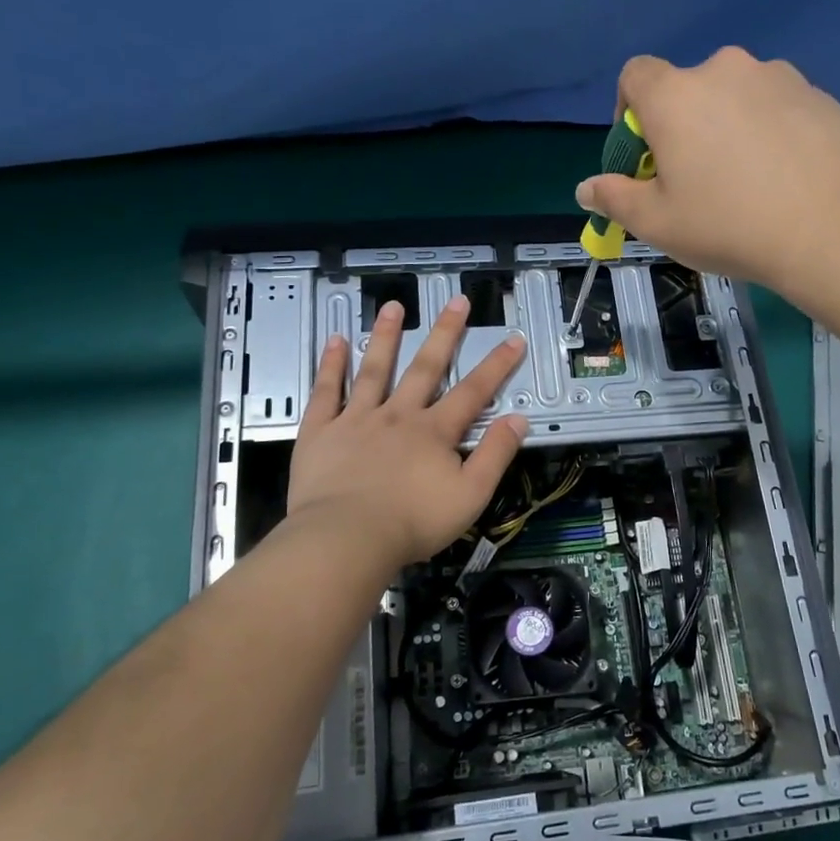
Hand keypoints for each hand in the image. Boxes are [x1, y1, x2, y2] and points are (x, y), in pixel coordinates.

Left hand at [287, 295, 527, 570]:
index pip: (473, 391)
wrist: (347, 539)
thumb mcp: (471, 495)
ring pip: (375, 369)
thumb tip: (518, 420)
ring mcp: (357, 419)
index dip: (496, 365)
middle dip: (444, 334)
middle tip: (456, 301)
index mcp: (435, 431)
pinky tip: (336, 341)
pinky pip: (326, 392)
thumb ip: (495, 455)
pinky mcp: (321, 432)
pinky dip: (331, 365)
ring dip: (386, 337)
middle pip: (426, 368)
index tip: (512, 338)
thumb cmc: (413, 522)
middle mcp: (398, 415)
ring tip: (393, 306)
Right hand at [575, 47, 839, 290]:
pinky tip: (782, 176)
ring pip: (734, 97)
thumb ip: (614, 198)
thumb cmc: (728, 225)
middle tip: (694, 179)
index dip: (628, 112)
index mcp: (675, 95)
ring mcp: (777, 77)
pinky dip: (768, 131)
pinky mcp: (818, 94)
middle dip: (681, 126)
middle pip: (686, 89)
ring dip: (726, 126)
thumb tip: (586, 188)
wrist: (832, 228)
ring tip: (745, 180)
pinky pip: (775, 106)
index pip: (634, 76)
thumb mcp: (656, 223)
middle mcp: (724, 69)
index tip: (643, 156)